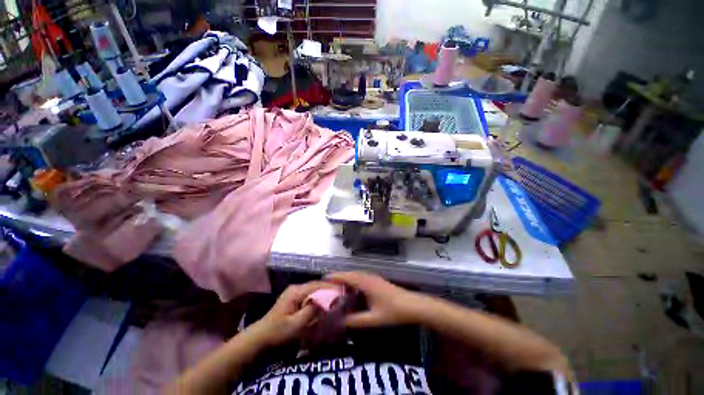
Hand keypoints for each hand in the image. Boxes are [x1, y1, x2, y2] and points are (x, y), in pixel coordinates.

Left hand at [247, 281, 334, 346]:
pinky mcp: (294, 299)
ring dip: (324, 294)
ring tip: (336, 299)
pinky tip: (324, 304)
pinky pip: (310, 296)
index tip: (343, 291)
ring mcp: (295, 293)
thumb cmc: (278, 333)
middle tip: (342, 296)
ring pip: (314, 290)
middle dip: (329, 290)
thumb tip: (328, 299)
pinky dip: (318, 299)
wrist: (260, 339)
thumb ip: (312, 310)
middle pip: (317, 286)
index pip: (318, 284)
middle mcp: (296, 288)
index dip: (331, 287)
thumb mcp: (296, 324)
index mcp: (296, 291)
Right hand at [327, 272, 421, 327]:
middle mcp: (368, 277)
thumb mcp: (373, 319)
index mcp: (365, 283)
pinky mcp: (377, 281)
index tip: (323, 279)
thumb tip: (340, 321)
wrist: (412, 305)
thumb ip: (356, 321)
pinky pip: (361, 278)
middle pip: (350, 274)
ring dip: (346, 279)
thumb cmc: (393, 311)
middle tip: (326, 285)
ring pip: (356, 275)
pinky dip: (353, 281)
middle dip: (338, 278)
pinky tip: (352, 291)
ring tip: (336, 287)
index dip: (334, 276)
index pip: (346, 276)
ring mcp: (373, 278)